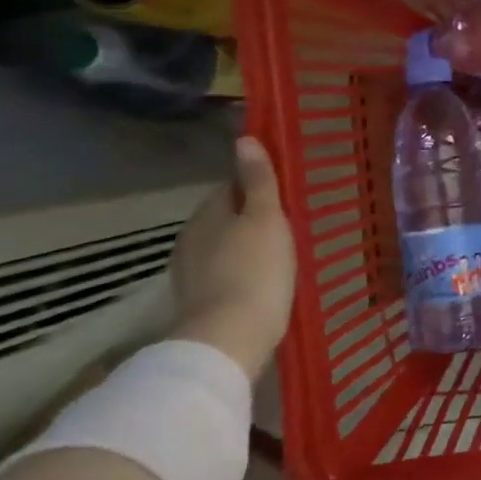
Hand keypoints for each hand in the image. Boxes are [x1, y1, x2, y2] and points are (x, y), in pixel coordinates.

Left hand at [170, 137, 296, 378]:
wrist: (229, 340)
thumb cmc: (255, 270)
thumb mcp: (265, 218)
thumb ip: (258, 180)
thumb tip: (244, 139)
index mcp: (207, 214)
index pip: (229, 187)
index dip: (256, 188)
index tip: (284, 197)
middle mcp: (191, 239)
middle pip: (226, 218)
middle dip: (252, 219)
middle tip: (290, 226)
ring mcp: (191, 274)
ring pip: (224, 248)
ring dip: (247, 248)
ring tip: (281, 256)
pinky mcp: (200, 303)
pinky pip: (225, 275)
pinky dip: (243, 274)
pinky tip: (264, 284)